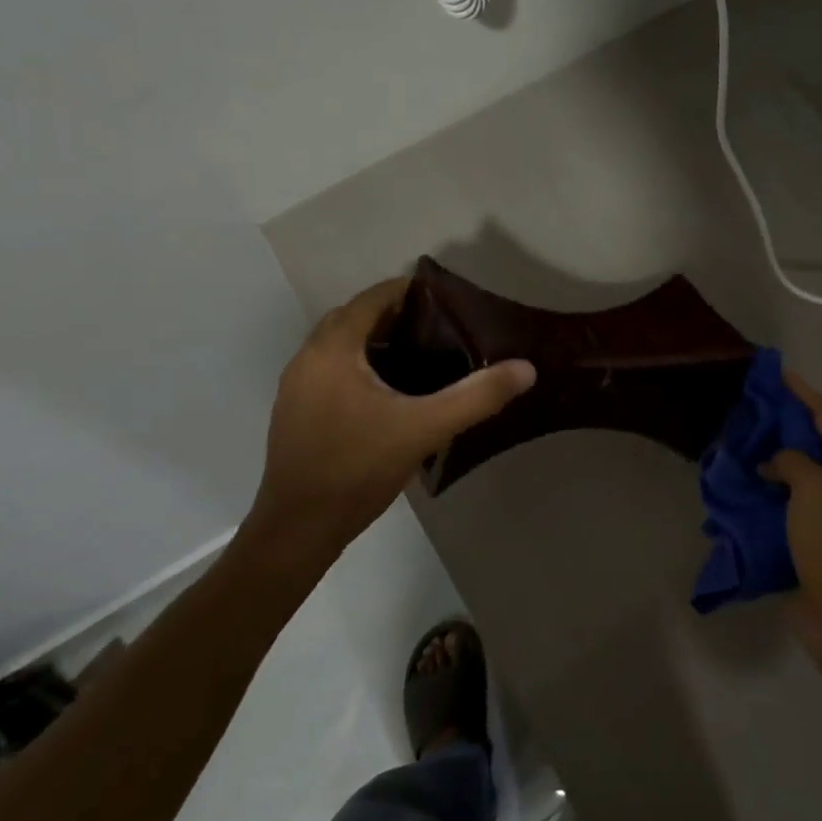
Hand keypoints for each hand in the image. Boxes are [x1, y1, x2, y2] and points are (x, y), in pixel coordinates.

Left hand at [241, 277, 535, 567]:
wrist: (299, 529)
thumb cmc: (358, 469)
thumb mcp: (425, 429)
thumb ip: (477, 397)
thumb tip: (526, 369)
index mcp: (333, 350)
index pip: (371, 299)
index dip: (408, 291)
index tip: (446, 299)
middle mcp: (307, 359)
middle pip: (353, 318)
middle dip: (393, 315)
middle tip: (438, 328)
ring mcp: (296, 388)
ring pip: (339, 346)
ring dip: (374, 341)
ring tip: (420, 355)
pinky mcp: (295, 413)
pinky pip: (331, 370)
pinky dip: (359, 365)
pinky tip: (388, 393)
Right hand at [771, 373, 821, 685]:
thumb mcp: (815, 492)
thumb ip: (792, 462)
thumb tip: (774, 463)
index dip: (803, 392)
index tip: (776, 371)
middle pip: (814, 441)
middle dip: (784, 422)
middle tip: (750, 405)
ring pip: (797, 472)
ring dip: (772, 457)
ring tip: (740, 439)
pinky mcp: (812, 539)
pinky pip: (786, 503)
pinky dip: (766, 490)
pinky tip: (741, 483)